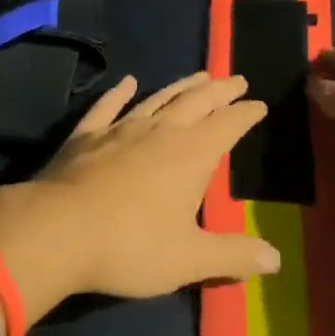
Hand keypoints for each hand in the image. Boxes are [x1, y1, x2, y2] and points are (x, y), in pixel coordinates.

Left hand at [0, 73, 279, 309]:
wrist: (58, 229)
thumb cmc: (131, 246)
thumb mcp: (189, 259)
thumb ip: (233, 256)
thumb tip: (276, 260)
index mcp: (191, 154)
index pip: (228, 125)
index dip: (246, 114)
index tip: (259, 104)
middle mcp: (160, 131)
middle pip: (197, 102)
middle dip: (220, 90)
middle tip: (236, 79)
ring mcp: (120, 128)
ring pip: (158, 98)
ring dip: (181, 86)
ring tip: (199, 76)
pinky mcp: (87, 134)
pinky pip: (108, 106)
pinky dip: (119, 92)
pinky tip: (127, 82)